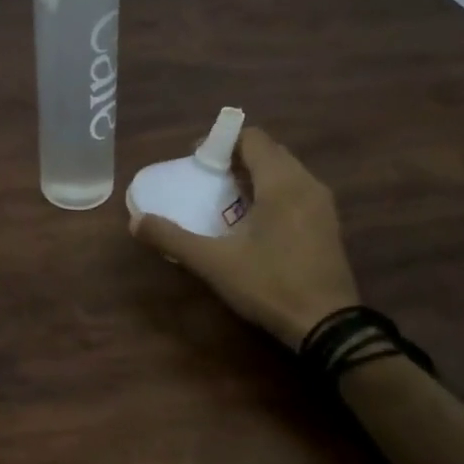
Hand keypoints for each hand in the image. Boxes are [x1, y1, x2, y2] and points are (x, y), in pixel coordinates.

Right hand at [129, 125, 359, 348]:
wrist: (328, 326)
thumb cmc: (270, 284)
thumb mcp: (213, 263)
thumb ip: (173, 238)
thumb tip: (136, 222)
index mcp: (281, 183)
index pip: (252, 138)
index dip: (221, 141)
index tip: (197, 162)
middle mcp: (306, 183)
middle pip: (268, 151)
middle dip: (236, 158)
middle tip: (208, 180)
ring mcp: (322, 204)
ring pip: (285, 172)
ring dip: (255, 176)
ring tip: (227, 200)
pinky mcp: (328, 224)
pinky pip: (297, 191)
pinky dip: (273, 193)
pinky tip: (254, 223)